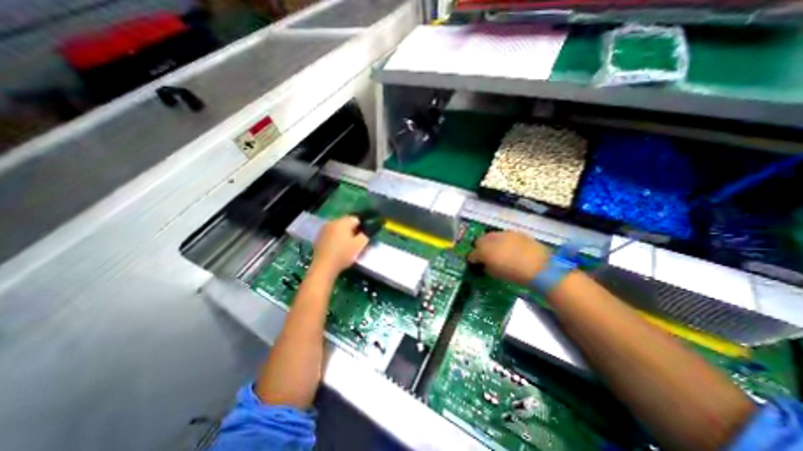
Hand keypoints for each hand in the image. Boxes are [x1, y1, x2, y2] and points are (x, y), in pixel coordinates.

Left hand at [312, 215, 371, 278]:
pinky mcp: (319, 237)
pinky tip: (338, 248)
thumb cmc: (343, 254)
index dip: (362, 227)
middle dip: (353, 230)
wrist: (323, 267)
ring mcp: (324, 229)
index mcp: (343, 222)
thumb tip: (370, 229)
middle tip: (357, 242)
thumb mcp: (360, 245)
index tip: (364, 237)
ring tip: (347, 246)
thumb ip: (366, 234)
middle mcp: (332, 222)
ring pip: (339, 229)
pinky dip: (336, 239)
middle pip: (347, 223)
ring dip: (344, 234)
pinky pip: (331, 234)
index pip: (356, 219)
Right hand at [464, 231, 552, 282]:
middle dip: (481, 247)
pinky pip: (506, 236)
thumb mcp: (495, 274)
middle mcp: (492, 238)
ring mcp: (505, 234)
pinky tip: (511, 249)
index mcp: (484, 250)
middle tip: (485, 255)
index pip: (473, 253)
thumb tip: (485, 264)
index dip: (473, 258)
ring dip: (493, 243)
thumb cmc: (514, 274)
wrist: (540, 267)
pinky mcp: (517, 233)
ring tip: (498, 251)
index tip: (475, 263)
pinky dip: (505, 241)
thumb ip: (487, 267)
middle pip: (481, 240)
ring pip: (493, 236)